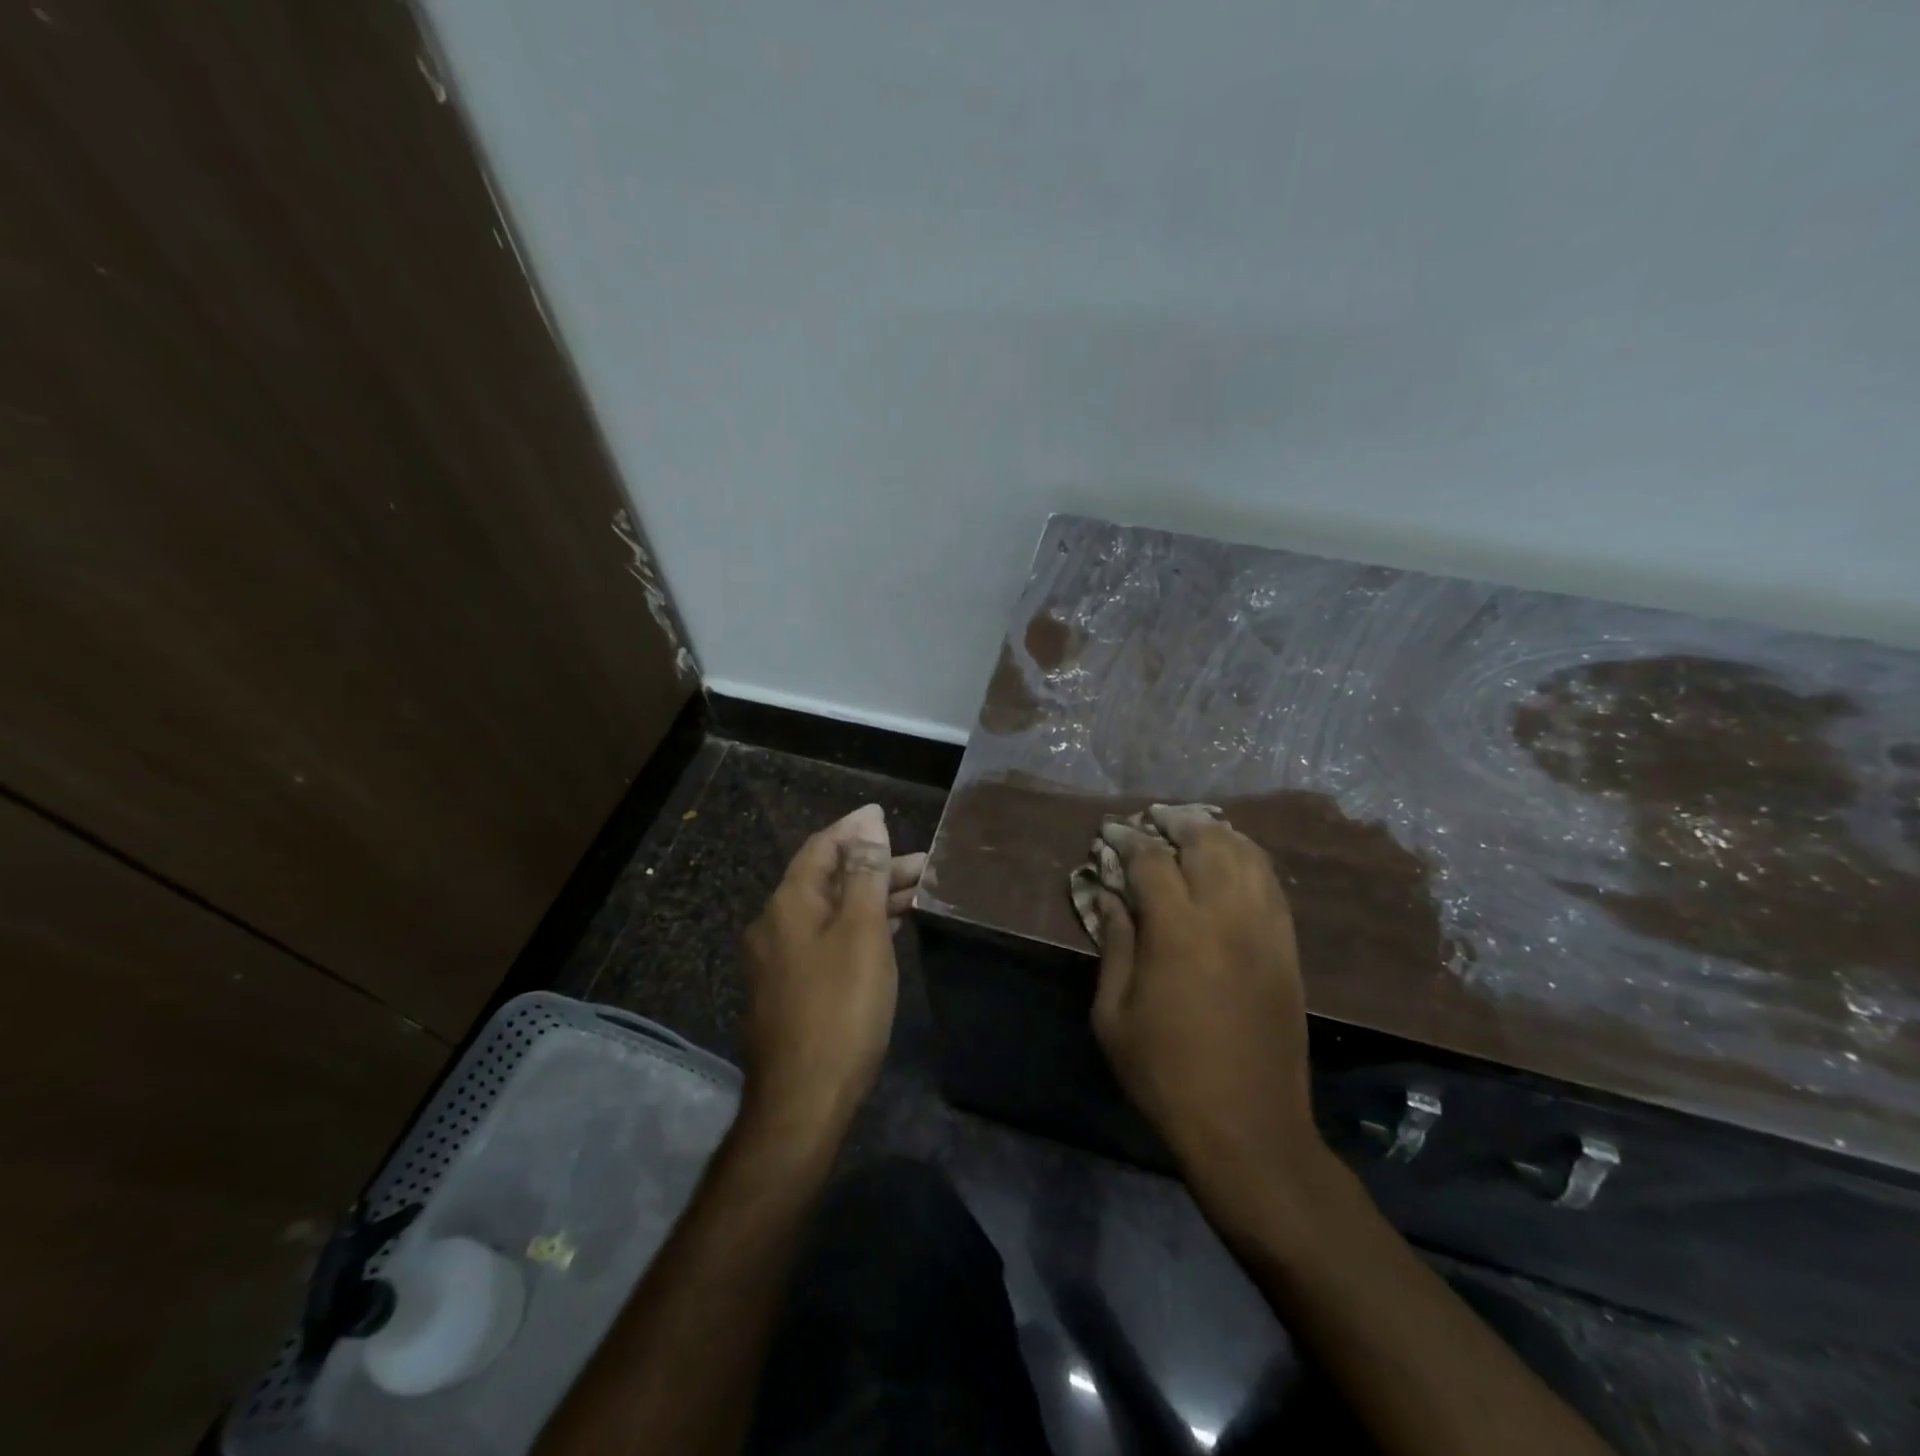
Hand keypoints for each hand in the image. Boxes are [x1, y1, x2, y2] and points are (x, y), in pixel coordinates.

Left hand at [740, 804, 924, 1140]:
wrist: (803, 1100)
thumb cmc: (840, 1008)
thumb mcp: (861, 933)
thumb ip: (865, 875)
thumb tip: (868, 826)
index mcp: (788, 904)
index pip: (821, 848)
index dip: (854, 829)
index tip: (883, 816)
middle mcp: (776, 925)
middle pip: (827, 880)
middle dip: (873, 867)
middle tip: (922, 864)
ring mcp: (780, 960)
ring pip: (830, 912)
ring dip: (869, 898)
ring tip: (916, 894)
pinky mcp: (791, 990)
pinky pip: (827, 940)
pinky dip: (857, 927)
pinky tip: (887, 931)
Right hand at [1092, 807, 1325, 1217]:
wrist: (1248, 1127)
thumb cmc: (1165, 1074)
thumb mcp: (1113, 1016)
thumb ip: (1114, 947)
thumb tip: (1110, 899)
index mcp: (1177, 931)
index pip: (1151, 861)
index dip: (1129, 841)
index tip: (1112, 834)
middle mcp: (1226, 917)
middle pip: (1207, 844)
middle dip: (1178, 823)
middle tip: (1156, 820)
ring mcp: (1265, 931)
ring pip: (1248, 858)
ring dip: (1218, 835)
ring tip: (1195, 830)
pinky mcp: (1288, 950)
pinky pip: (1273, 887)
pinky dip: (1252, 862)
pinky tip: (1235, 862)